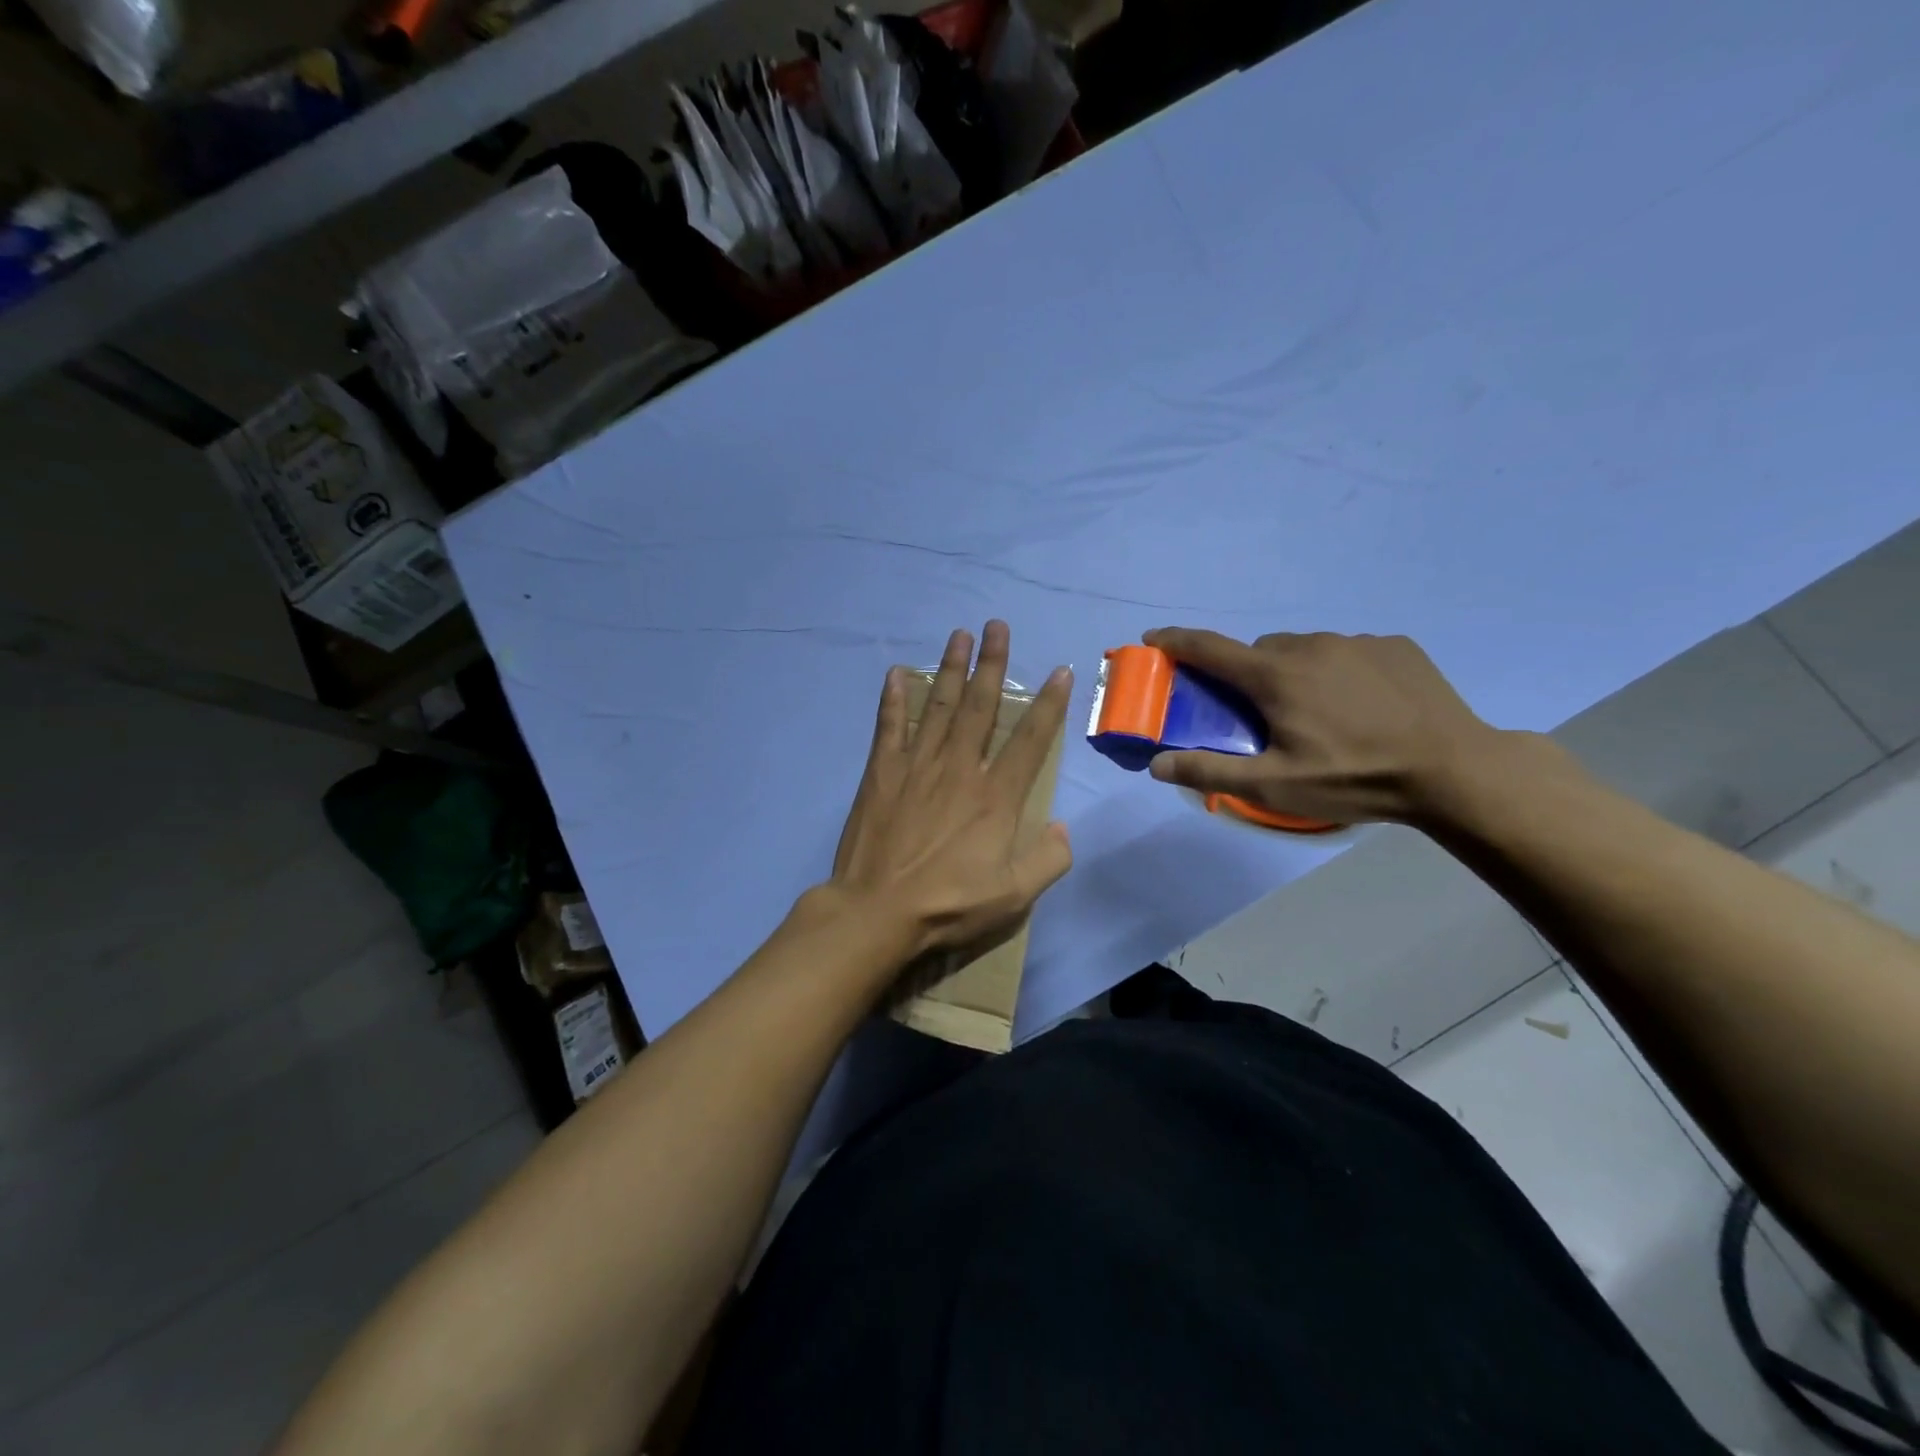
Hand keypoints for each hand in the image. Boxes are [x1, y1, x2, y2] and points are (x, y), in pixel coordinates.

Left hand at [826, 621, 1072, 963]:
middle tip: (996, 626)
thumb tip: (1061, 826)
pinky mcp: (882, 774)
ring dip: (951, 669)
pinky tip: (897, 674)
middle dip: (992, 664)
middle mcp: (959, 769)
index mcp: (995, 796)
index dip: (1049, 704)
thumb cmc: (948, 905)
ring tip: (959, 635)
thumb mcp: (1014, 896)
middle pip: (981, 707)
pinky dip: (894, 699)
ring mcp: (917, 767)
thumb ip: (1048, 859)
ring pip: (940, 707)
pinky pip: (890, 727)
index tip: (1059, 670)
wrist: (878, 911)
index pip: (1031, 740)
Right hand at [1140, 628, 1508, 825]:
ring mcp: (1356, 641)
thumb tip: (1157, 764)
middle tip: (1262, 714)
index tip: (1153, 638)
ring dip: (1295, 673)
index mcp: (1275, 676)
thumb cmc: (1354, 778)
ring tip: (1318, 713)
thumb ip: (1211, 773)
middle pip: (1259, 652)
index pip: (1209, 648)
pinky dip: (1338, 671)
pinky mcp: (1394, 646)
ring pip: (1304, 650)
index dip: (1175, 641)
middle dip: (1248, 676)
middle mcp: (1310, 645)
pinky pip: (1347, 652)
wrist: (1454, 770)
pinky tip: (1361, 705)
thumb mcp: (1274, 787)